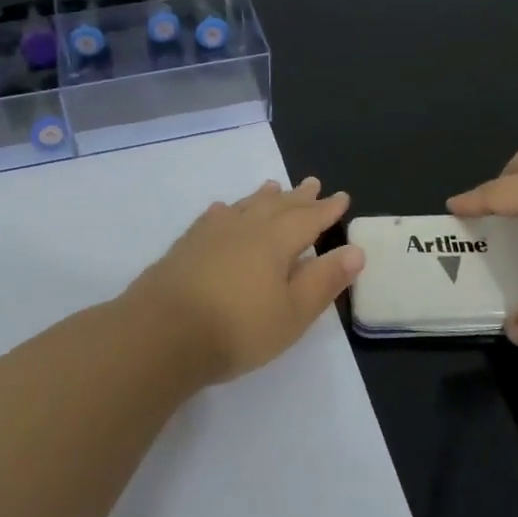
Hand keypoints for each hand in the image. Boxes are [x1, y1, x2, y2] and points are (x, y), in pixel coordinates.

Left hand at [123, 177, 364, 382]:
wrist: (161, 334)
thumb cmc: (237, 328)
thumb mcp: (292, 313)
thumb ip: (324, 280)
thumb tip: (356, 251)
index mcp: (276, 241)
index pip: (309, 219)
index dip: (327, 210)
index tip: (342, 198)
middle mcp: (246, 228)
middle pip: (278, 206)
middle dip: (299, 197)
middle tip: (313, 183)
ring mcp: (212, 234)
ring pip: (245, 206)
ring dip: (263, 197)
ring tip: (274, 186)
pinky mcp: (186, 246)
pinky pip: (213, 218)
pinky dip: (226, 210)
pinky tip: (223, 211)